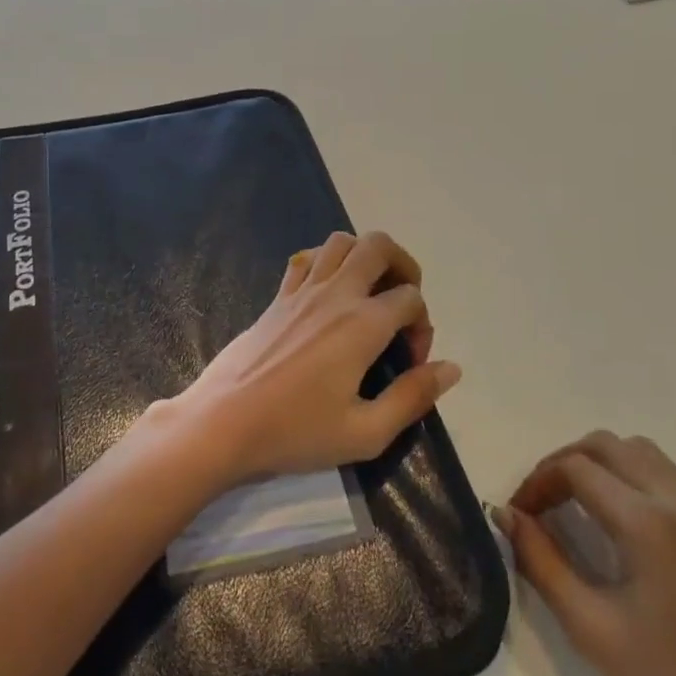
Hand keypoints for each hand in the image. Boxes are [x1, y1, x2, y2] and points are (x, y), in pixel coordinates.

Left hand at [162, 231, 459, 488]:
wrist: (224, 423)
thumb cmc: (296, 432)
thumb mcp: (365, 433)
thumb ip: (413, 397)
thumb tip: (452, 368)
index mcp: (362, 324)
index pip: (410, 298)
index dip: (422, 325)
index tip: (409, 362)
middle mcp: (335, 294)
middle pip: (378, 245)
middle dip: (403, 265)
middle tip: (402, 303)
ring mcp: (302, 290)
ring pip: (340, 242)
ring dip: (364, 256)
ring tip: (370, 293)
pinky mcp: (277, 297)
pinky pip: (306, 257)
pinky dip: (326, 261)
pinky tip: (329, 293)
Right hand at [495, 433, 675, 675]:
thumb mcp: (591, 628)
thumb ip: (540, 561)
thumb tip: (505, 514)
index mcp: (648, 523)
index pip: (575, 468)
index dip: (536, 483)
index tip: (519, 516)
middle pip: (606, 444)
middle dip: (563, 463)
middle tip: (541, 503)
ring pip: (639, 451)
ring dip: (600, 464)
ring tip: (576, 503)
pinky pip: (667, 474)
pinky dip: (632, 476)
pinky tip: (621, 520)